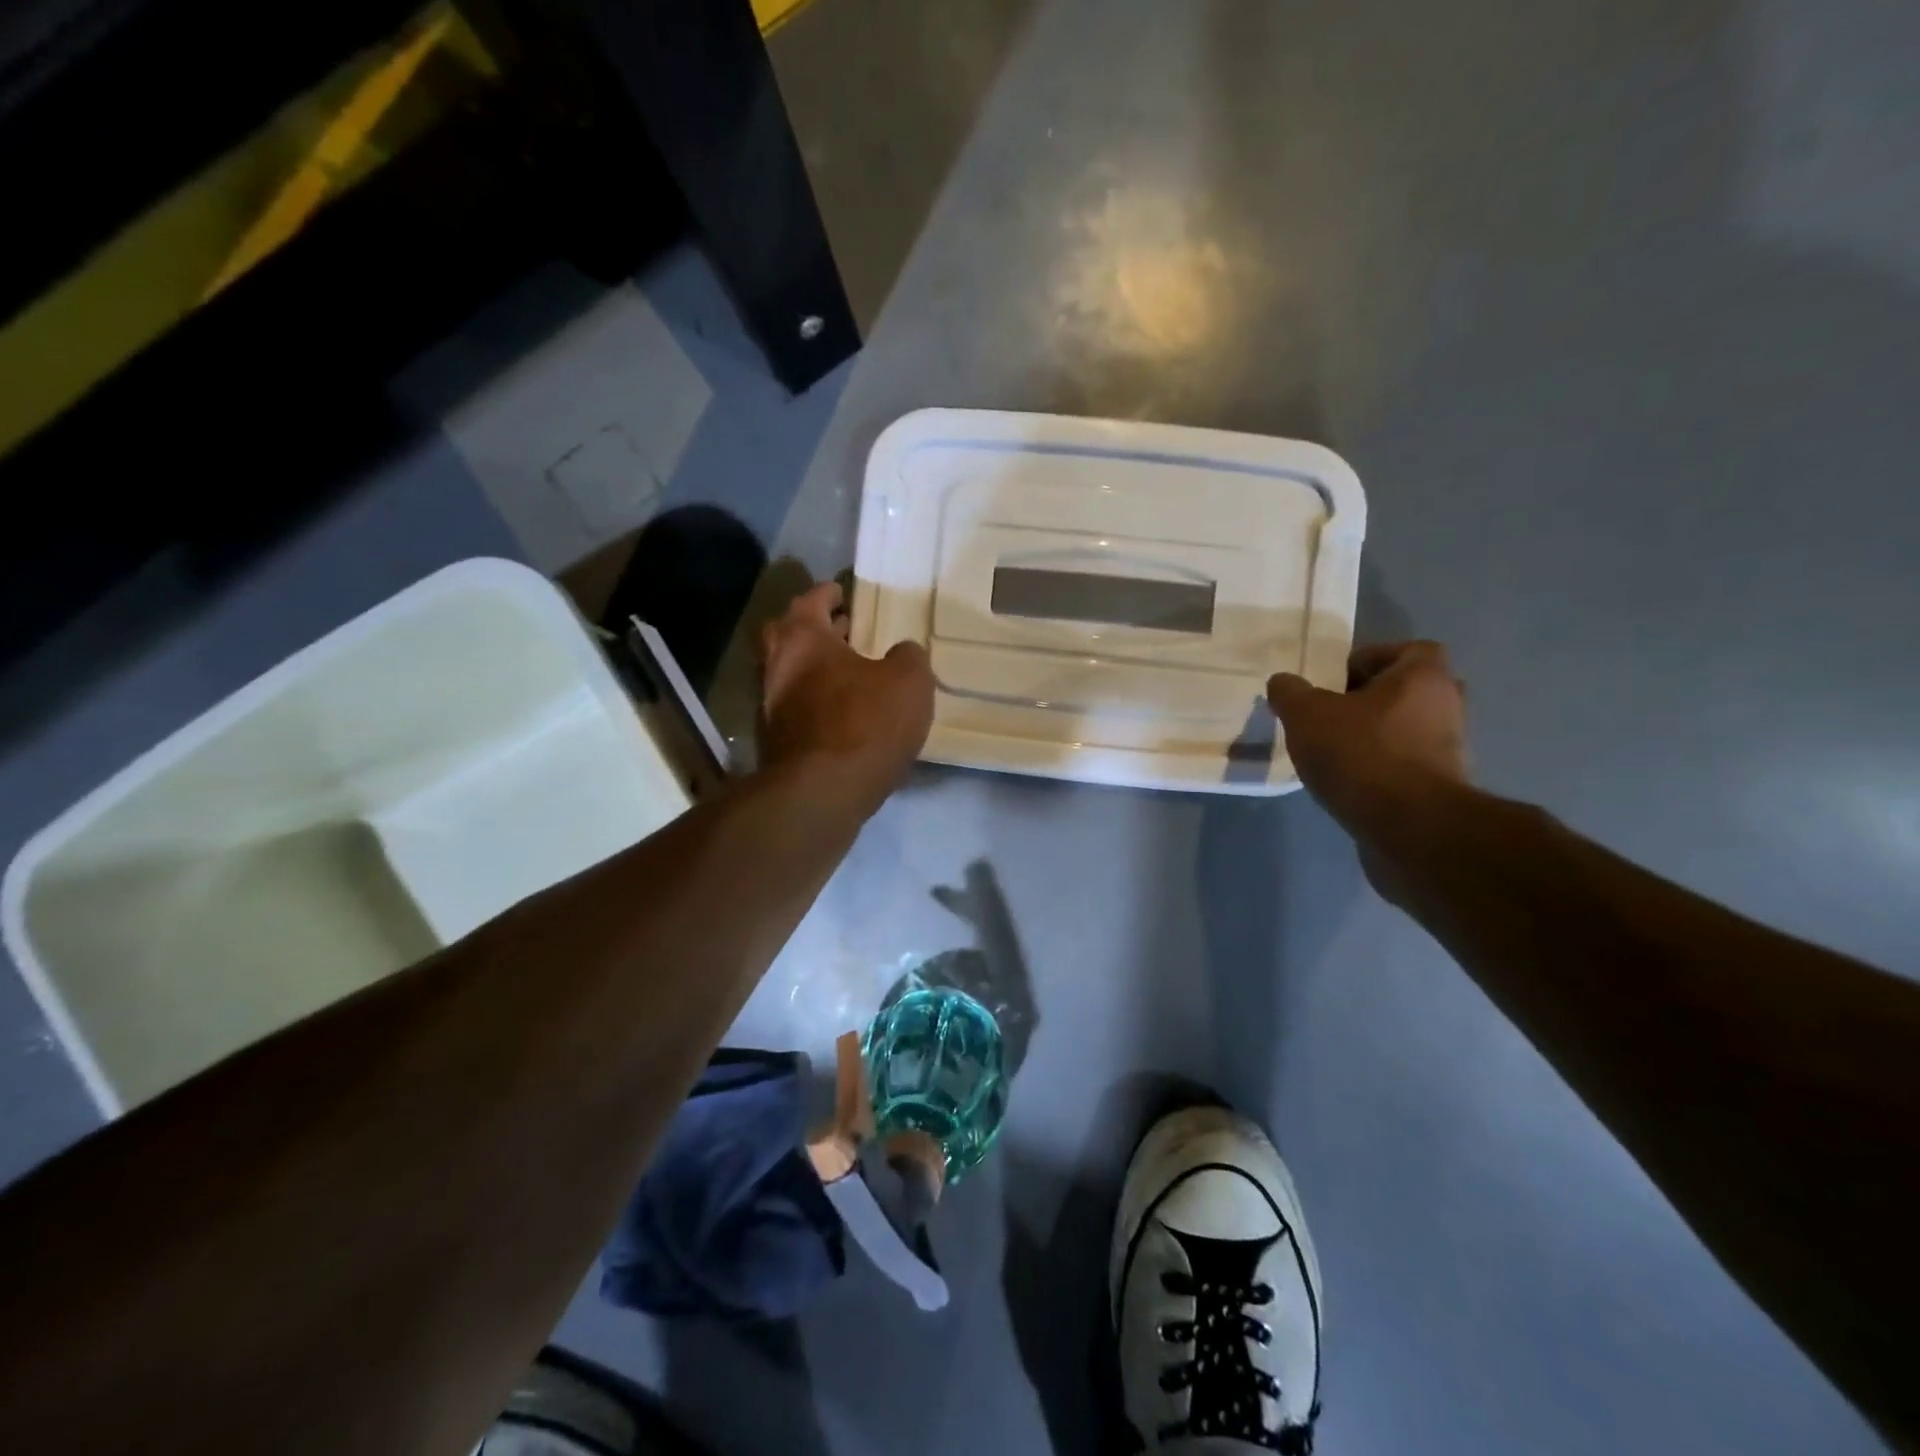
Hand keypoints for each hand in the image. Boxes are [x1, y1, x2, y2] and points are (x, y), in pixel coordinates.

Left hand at [760, 583, 934, 798]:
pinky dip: (816, 702)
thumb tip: (902, 652)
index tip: (841, 592)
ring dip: (816, 668)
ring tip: (851, 673)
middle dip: (814, 630)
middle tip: (843, 630)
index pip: (810, 601)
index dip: (827, 593)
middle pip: (788, 636)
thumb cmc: (865, 723)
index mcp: (802, 639)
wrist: (822, 793)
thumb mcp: (908, 681)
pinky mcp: (776, 744)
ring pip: (791, 674)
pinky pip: (797, 708)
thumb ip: (908, 657)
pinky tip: (843, 714)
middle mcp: (776, 667)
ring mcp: (769, 708)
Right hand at [1267, 641, 1470, 848]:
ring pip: (1405, 729)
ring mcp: (1448, 750)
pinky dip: (1378, 768)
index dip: (1369, 659)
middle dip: (1368, 699)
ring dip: (1372, 735)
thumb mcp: (1307, 715)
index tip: (1333, 681)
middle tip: (1328, 713)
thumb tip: (1283, 682)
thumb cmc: (1362, 755)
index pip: (1408, 650)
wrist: (1410, 829)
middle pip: (1406, 690)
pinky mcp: (1440, 788)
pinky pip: (1404, 764)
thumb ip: (1290, 692)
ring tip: (1329, 751)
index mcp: (1424, 678)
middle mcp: (1447, 707)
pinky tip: (1345, 782)